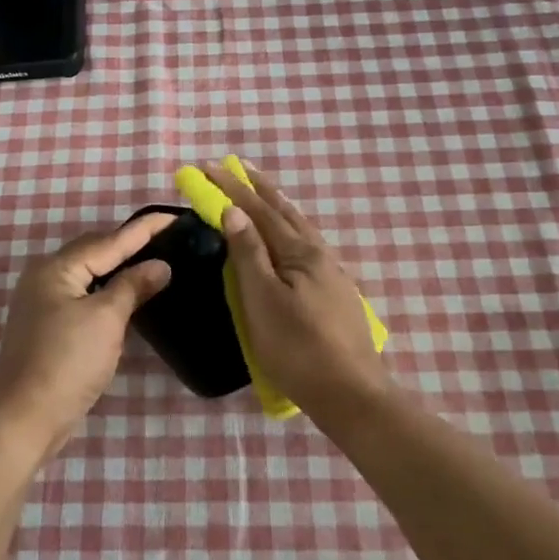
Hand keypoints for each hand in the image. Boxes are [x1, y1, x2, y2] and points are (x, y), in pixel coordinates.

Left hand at [0, 213, 175, 457]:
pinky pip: (84, 294)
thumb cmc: (67, 362)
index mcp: (57, 268)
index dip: (145, 229)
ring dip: (121, 267)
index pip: (110, 240)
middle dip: (131, 244)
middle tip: (170, 239)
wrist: (24, 419)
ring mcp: (43, 302)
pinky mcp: (48, 325)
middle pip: (96, 251)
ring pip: (90, 274)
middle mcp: (45, 277)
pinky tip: (129, 294)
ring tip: (156, 260)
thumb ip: (133, 286)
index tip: (176, 217)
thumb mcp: (106, 320)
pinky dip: (108, 290)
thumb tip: (160, 266)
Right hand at [201, 161, 385, 411]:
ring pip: (299, 228)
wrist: (351, 393)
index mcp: (299, 252)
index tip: (207, 166)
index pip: (258, 211)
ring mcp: (331, 273)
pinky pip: (305, 246)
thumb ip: (249, 254)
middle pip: (284, 212)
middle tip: (237, 166)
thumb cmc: (298, 348)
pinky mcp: (335, 293)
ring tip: (260, 194)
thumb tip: (234, 211)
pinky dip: (288, 229)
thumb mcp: (263, 300)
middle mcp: (318, 254)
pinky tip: (287, 240)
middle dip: (257, 188)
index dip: (231, 188)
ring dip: (275, 206)